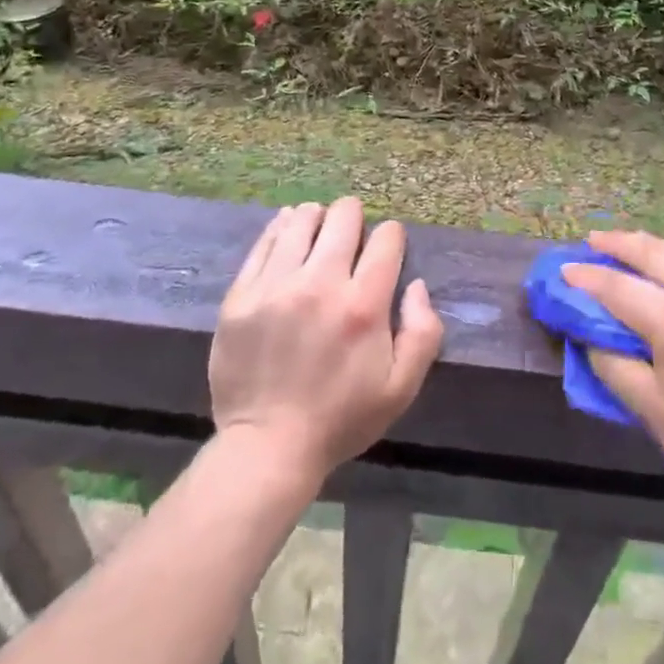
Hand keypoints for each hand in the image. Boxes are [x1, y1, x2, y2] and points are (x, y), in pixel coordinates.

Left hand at [210, 198, 443, 490]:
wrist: (266, 447)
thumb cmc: (341, 418)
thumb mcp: (401, 388)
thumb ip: (423, 332)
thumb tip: (417, 285)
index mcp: (363, 305)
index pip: (386, 238)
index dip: (391, 237)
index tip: (386, 248)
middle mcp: (320, 284)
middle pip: (343, 216)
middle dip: (354, 217)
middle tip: (351, 233)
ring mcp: (275, 286)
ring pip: (301, 220)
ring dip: (316, 218)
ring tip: (317, 228)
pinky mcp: (241, 294)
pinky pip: (264, 241)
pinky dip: (281, 228)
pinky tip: (287, 230)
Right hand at [562, 230, 663, 523]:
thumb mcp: (654, 414)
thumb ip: (616, 367)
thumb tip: (592, 338)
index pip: (622, 289)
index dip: (588, 278)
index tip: (564, 271)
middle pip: (660, 254)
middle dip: (623, 243)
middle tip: (595, 241)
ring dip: (659, 246)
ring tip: (635, 248)